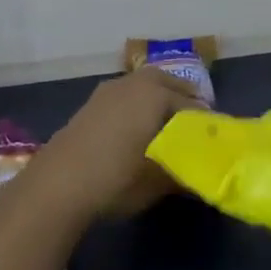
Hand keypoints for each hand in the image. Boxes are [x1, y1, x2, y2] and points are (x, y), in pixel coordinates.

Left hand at [34, 68, 203, 220]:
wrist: (55, 185)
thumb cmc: (115, 179)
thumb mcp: (156, 182)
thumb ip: (182, 175)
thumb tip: (199, 177)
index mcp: (156, 95)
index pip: (192, 106)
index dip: (205, 123)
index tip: (215, 139)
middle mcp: (134, 84)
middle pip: (166, 83)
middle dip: (182, 97)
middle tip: (193, 121)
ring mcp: (108, 91)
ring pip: (143, 86)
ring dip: (157, 99)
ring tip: (165, 124)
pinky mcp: (90, 104)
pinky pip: (125, 96)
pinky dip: (136, 105)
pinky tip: (135, 129)